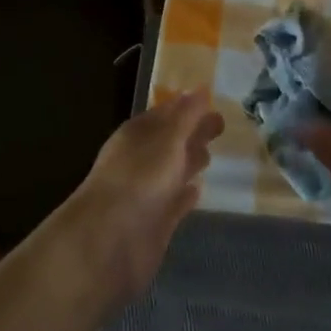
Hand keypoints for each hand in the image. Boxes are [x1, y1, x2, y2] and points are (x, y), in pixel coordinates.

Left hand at [63, 88, 223, 303]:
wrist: (110, 241)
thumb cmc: (140, 178)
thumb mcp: (168, 139)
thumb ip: (187, 116)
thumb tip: (201, 89)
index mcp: (138, 134)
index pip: (165, 113)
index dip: (187, 106)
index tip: (211, 99)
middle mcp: (141, 159)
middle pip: (171, 140)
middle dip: (193, 132)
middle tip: (220, 125)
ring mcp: (147, 192)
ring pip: (173, 170)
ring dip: (190, 161)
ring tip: (211, 155)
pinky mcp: (155, 222)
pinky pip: (174, 202)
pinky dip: (186, 195)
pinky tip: (199, 190)